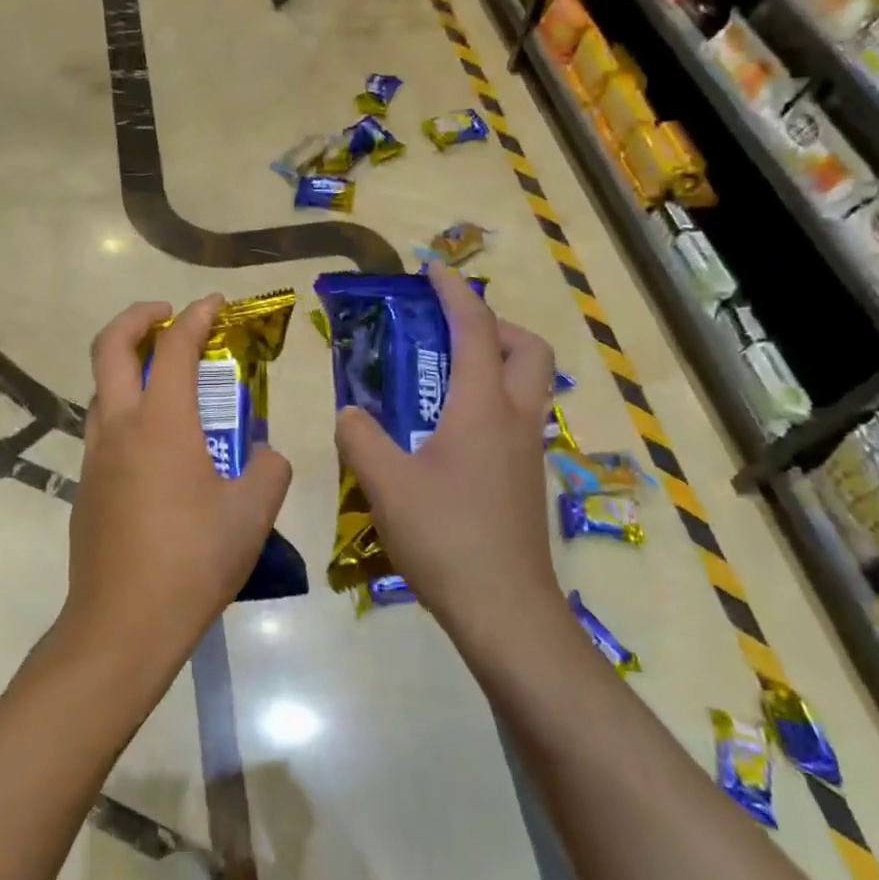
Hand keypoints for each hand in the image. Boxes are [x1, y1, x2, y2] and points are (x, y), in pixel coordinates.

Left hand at [62, 296, 293, 673]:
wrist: (123, 625)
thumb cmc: (193, 560)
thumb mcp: (252, 513)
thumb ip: (269, 470)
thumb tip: (264, 456)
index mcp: (162, 423)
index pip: (174, 348)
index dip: (196, 316)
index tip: (214, 303)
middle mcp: (119, 428)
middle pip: (109, 347)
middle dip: (137, 317)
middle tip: (167, 315)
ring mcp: (95, 458)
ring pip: (101, 390)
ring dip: (127, 367)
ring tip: (166, 381)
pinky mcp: (86, 488)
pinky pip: (104, 431)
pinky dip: (126, 412)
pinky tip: (159, 448)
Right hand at [334, 265, 560, 641]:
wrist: (505, 610)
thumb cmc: (446, 536)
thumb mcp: (386, 483)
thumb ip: (360, 438)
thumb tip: (349, 414)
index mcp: (484, 406)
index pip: (476, 329)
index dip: (454, 292)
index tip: (432, 269)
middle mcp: (516, 418)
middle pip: (527, 349)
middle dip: (494, 324)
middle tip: (449, 331)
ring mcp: (529, 450)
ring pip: (528, 384)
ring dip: (497, 361)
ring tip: (444, 376)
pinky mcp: (527, 478)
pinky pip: (517, 416)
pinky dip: (492, 400)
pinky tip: (449, 431)